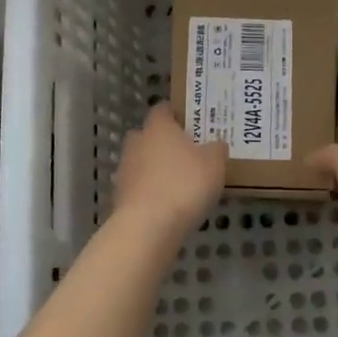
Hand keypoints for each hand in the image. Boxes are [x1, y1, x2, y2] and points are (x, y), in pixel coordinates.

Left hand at [113, 104, 228, 237]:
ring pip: (143, 161)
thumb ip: (216, 149)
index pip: (163, 109)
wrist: (148, 227)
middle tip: (188, 153)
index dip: (176, 114)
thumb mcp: (214, 163)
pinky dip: (151, 192)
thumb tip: (215, 144)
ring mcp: (125, 169)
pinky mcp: (121, 196)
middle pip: (149, 135)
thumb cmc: (184, 184)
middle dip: (165, 142)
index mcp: (158, 127)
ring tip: (180, 183)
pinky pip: (140, 187)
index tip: (192, 123)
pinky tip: (168, 205)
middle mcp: (137, 142)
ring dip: (157, 169)